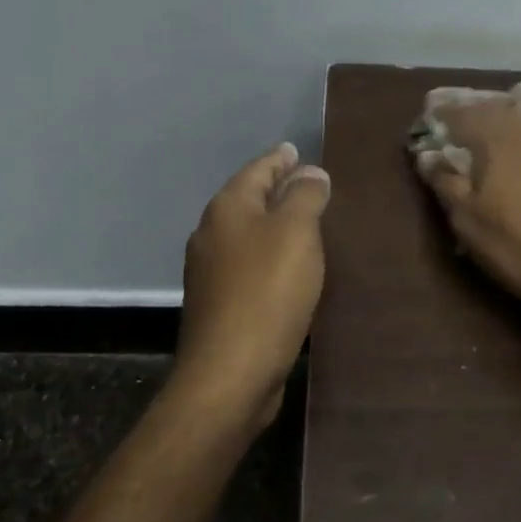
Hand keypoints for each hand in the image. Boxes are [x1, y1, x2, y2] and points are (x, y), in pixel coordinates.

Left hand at [174, 143, 330, 429]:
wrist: (231, 371)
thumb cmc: (268, 291)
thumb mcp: (296, 233)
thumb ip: (305, 196)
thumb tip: (310, 172)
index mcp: (227, 209)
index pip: (257, 170)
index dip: (279, 159)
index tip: (296, 150)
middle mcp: (211, 234)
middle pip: (247, 200)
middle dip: (274, 189)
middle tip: (306, 182)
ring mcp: (210, 271)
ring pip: (246, 234)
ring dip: (272, 224)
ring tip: (302, 221)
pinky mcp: (219, 303)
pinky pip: (248, 264)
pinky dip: (268, 255)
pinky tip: (286, 265)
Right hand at [413, 95, 520, 318]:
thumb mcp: (469, 222)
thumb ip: (446, 183)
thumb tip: (426, 155)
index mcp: (497, 137)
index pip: (460, 113)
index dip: (440, 116)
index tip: (425, 123)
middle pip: (494, 108)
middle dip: (471, 111)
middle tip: (452, 121)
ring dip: (500, 120)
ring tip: (484, 133)